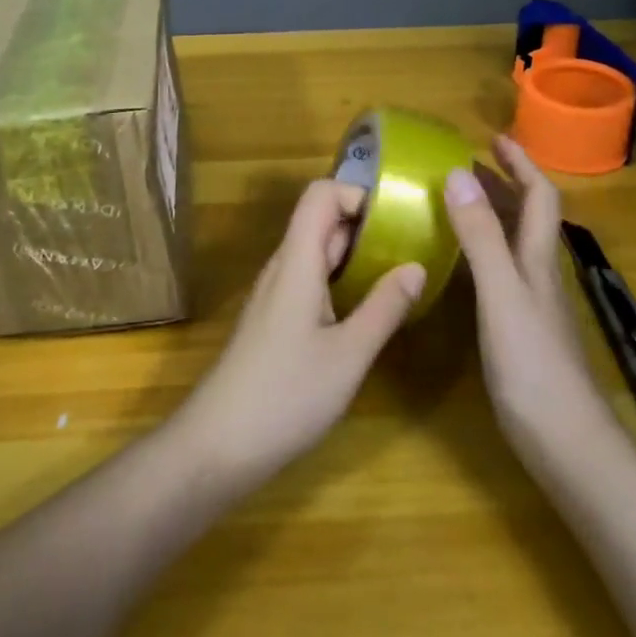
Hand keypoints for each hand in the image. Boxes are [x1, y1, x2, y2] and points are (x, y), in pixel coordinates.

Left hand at [173, 180, 425, 486]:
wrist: (219, 443)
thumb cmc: (286, 395)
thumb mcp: (348, 355)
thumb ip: (384, 307)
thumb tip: (417, 265)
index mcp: (296, 262)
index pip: (319, 195)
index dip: (356, 193)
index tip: (398, 218)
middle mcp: (282, 267)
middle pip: (320, 221)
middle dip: (366, 224)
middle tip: (413, 245)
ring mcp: (274, 294)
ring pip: (316, 253)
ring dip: (355, 254)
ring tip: (398, 273)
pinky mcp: (273, 319)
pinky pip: (309, 280)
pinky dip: (340, 280)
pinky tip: (365, 309)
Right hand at [443, 136, 610, 466]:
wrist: (565, 442)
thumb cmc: (532, 364)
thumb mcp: (501, 293)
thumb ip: (480, 237)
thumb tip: (458, 174)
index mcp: (538, 258)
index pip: (539, 196)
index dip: (521, 163)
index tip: (494, 138)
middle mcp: (539, 273)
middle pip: (528, 215)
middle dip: (503, 182)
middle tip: (465, 164)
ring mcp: (533, 303)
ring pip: (515, 242)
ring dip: (492, 212)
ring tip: (458, 199)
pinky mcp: (521, 329)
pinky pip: (502, 270)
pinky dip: (483, 249)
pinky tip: (461, 262)